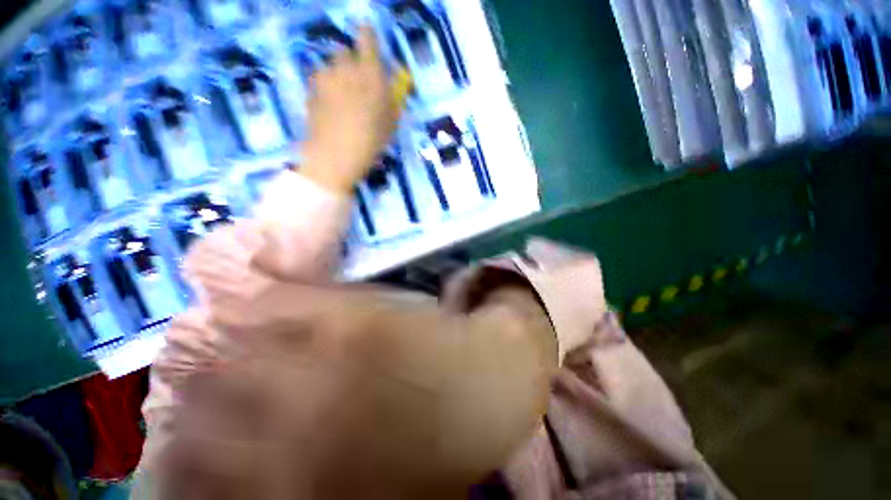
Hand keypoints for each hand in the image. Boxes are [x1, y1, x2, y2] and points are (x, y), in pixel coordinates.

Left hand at [300, 25, 402, 193]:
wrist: (336, 155)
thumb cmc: (371, 141)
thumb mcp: (391, 123)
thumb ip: (392, 99)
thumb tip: (390, 85)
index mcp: (370, 74)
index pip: (367, 38)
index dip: (367, 34)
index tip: (367, 34)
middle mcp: (345, 68)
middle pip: (345, 52)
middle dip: (351, 64)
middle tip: (357, 85)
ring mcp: (324, 77)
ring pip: (330, 67)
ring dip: (336, 77)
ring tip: (341, 101)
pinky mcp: (309, 90)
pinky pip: (319, 81)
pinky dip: (325, 89)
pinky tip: (329, 108)